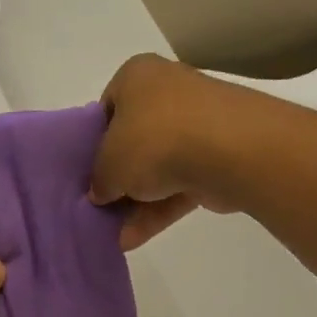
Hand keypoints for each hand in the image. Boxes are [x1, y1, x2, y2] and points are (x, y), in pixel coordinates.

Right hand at [89, 54, 269, 250]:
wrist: (229, 150)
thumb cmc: (154, 140)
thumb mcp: (107, 164)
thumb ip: (98, 181)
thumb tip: (100, 193)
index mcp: (137, 77)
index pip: (106, 109)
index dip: (92, 143)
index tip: (87, 172)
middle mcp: (168, 92)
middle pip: (133, 141)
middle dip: (118, 177)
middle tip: (99, 206)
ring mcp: (197, 124)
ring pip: (158, 167)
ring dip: (136, 203)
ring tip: (113, 235)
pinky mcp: (218, 157)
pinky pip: (180, 184)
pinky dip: (158, 210)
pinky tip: (133, 239)